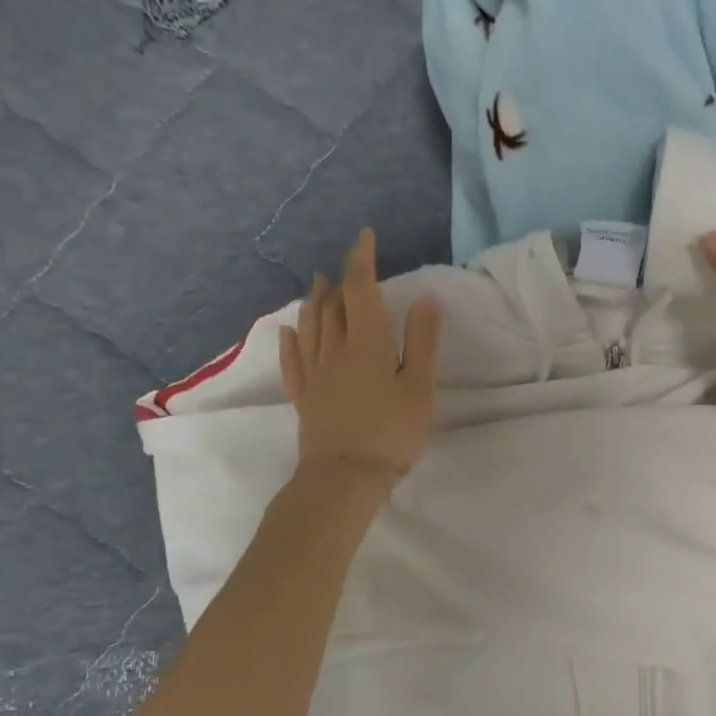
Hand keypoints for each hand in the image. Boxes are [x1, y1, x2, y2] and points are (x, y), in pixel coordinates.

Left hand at [279, 229, 441, 482]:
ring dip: (315, 302)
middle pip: (333, 305)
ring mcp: (314, 373)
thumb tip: (426, 299)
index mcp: (366, 343)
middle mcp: (334, 350)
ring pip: (310, 326)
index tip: (365, 237)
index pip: (361, 290)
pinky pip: (292, 360)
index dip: (362, 260)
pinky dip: (291, 340)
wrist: (344, 477)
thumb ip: (422, 342)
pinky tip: (289, 331)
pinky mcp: (304, 396)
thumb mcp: (419, 387)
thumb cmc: (391, 432)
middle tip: (349, 266)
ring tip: (319, 285)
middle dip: (341, 280)